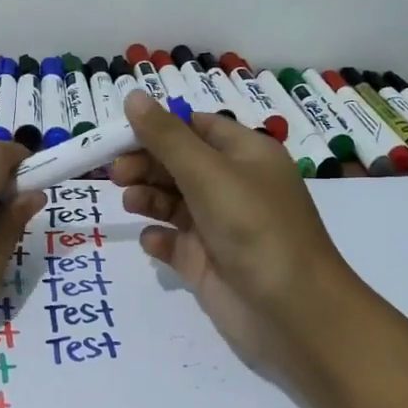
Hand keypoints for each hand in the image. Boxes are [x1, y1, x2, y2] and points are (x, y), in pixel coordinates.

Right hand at [110, 90, 364, 388]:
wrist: (292, 311)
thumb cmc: (254, 227)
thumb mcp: (209, 173)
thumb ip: (166, 137)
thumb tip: (132, 96)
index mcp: (245, 155)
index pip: (196, 128)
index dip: (159, 128)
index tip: (120, 135)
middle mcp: (233, 186)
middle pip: (179, 164)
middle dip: (147, 164)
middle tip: (116, 174)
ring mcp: (219, 226)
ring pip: (173, 202)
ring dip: (148, 197)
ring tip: (130, 201)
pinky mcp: (206, 262)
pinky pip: (174, 242)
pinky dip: (159, 238)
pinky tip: (154, 241)